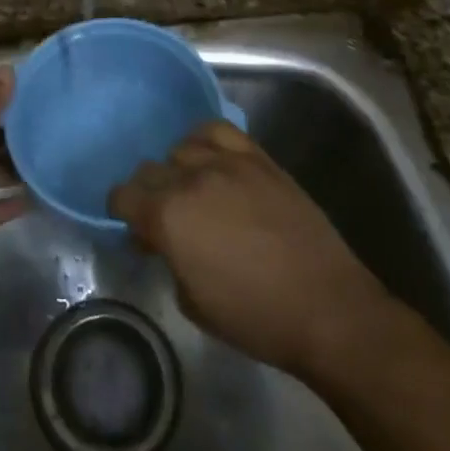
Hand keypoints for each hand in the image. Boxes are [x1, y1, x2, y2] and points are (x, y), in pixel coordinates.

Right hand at [109, 122, 390, 378]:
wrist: (328, 308)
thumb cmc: (256, 318)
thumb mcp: (192, 302)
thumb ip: (167, 259)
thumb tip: (160, 239)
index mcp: (168, 217)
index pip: (123, 195)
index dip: (121, 211)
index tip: (134, 229)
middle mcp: (191, 180)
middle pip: (149, 170)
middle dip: (148, 193)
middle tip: (164, 219)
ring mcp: (227, 164)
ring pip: (181, 148)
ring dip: (177, 170)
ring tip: (192, 190)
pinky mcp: (258, 159)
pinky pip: (218, 131)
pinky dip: (204, 141)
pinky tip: (210, 160)